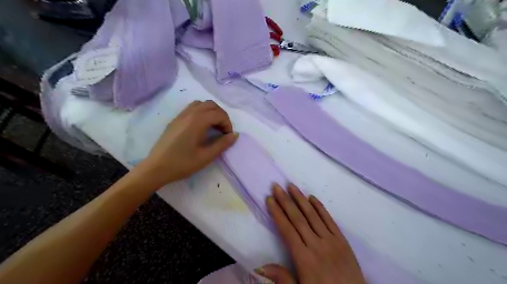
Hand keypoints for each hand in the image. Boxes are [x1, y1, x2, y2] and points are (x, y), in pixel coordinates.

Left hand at [137, 100, 238, 186]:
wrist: (156, 168)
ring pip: (201, 104)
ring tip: (213, 127)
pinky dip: (201, 112)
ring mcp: (180, 115)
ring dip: (211, 112)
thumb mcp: (206, 157)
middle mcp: (189, 114)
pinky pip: (192, 108)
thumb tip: (235, 135)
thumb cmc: (182, 163)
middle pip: (211, 105)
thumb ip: (222, 144)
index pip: (218, 114)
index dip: (227, 123)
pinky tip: (201, 127)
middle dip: (221, 115)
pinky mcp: (175, 120)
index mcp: (197, 121)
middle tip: (223, 130)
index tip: (228, 136)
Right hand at [259, 185, 366, 283]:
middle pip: (298, 218)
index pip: (287, 230)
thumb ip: (282, 279)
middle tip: (277, 187)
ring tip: (291, 186)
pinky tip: (312, 198)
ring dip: (301, 199)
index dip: (277, 213)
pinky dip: (320, 208)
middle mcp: (316, 245)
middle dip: (285, 201)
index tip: (270, 200)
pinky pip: (330, 220)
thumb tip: (260, 267)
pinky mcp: (342, 240)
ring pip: (313, 215)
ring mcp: (331, 241)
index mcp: (304, 259)